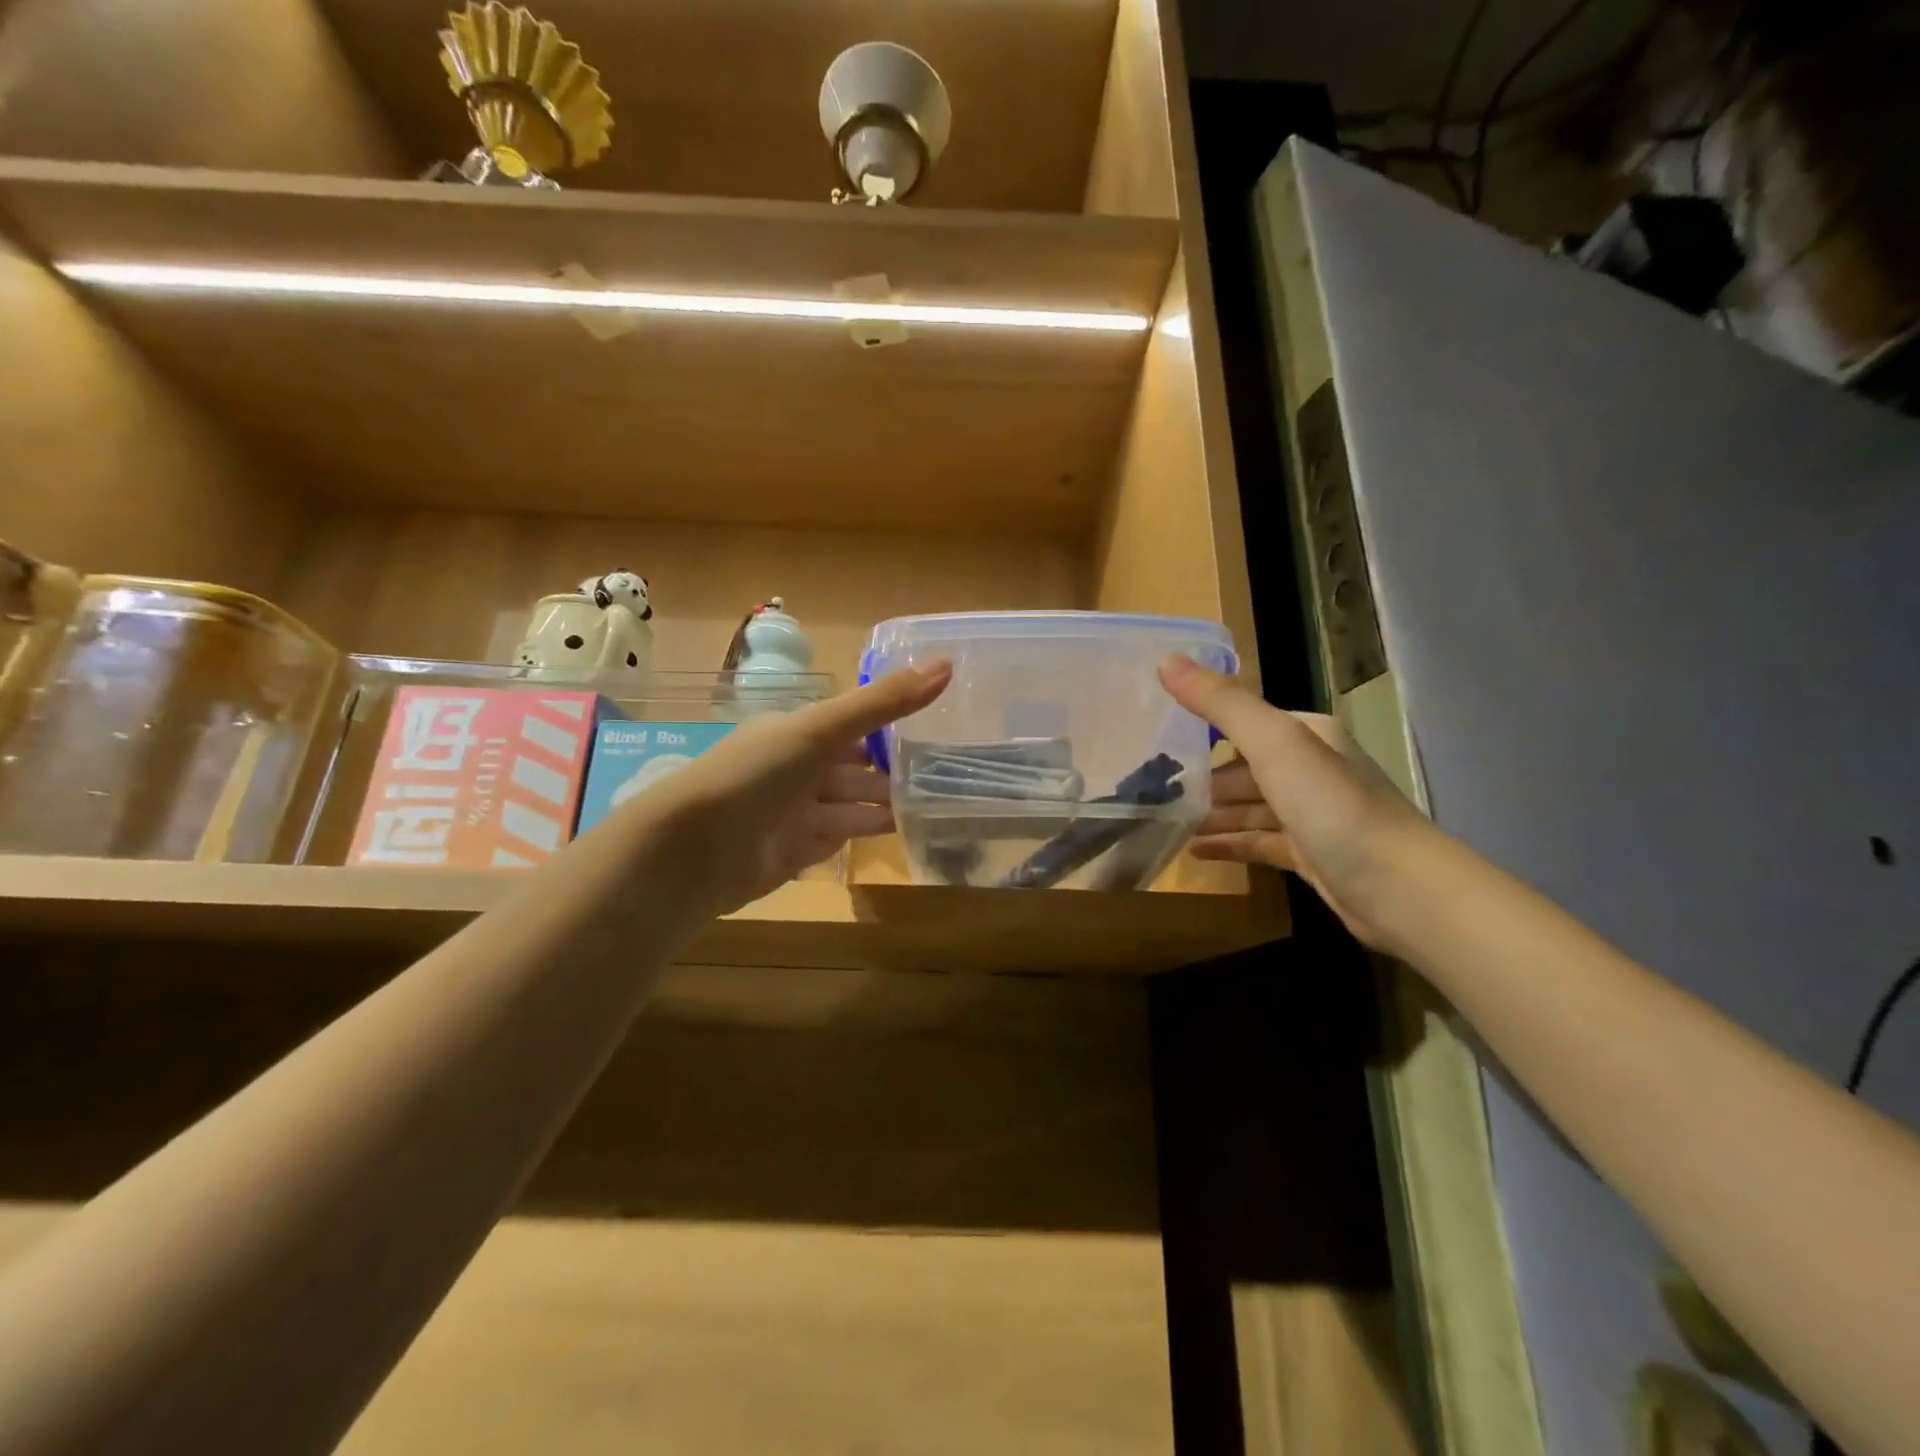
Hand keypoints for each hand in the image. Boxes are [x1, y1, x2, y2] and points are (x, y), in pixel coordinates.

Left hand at [616, 663, 950, 916]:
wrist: (694, 849)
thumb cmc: (757, 774)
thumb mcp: (822, 728)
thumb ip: (883, 702)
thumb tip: (947, 663)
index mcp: (798, 732)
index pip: (854, 724)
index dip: (892, 725)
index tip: (939, 727)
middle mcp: (797, 769)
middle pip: (855, 768)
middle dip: (893, 772)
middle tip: (947, 774)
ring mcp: (795, 813)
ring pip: (850, 805)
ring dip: (885, 805)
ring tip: (935, 805)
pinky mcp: (794, 852)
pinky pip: (837, 839)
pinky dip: (864, 835)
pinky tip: (899, 833)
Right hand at [1160, 656, 1428, 946]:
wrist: (1401, 891)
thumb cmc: (1334, 807)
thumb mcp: (1275, 744)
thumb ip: (1222, 704)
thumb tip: (1165, 660)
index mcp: (1307, 734)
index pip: (1245, 722)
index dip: (1202, 728)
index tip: (1156, 739)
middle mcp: (1312, 769)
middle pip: (1244, 767)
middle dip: (1202, 778)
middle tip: (1150, 788)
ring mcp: (1313, 815)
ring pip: (1250, 806)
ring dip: (1211, 813)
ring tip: (1163, 820)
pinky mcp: (1311, 856)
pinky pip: (1259, 842)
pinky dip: (1229, 843)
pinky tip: (1195, 850)